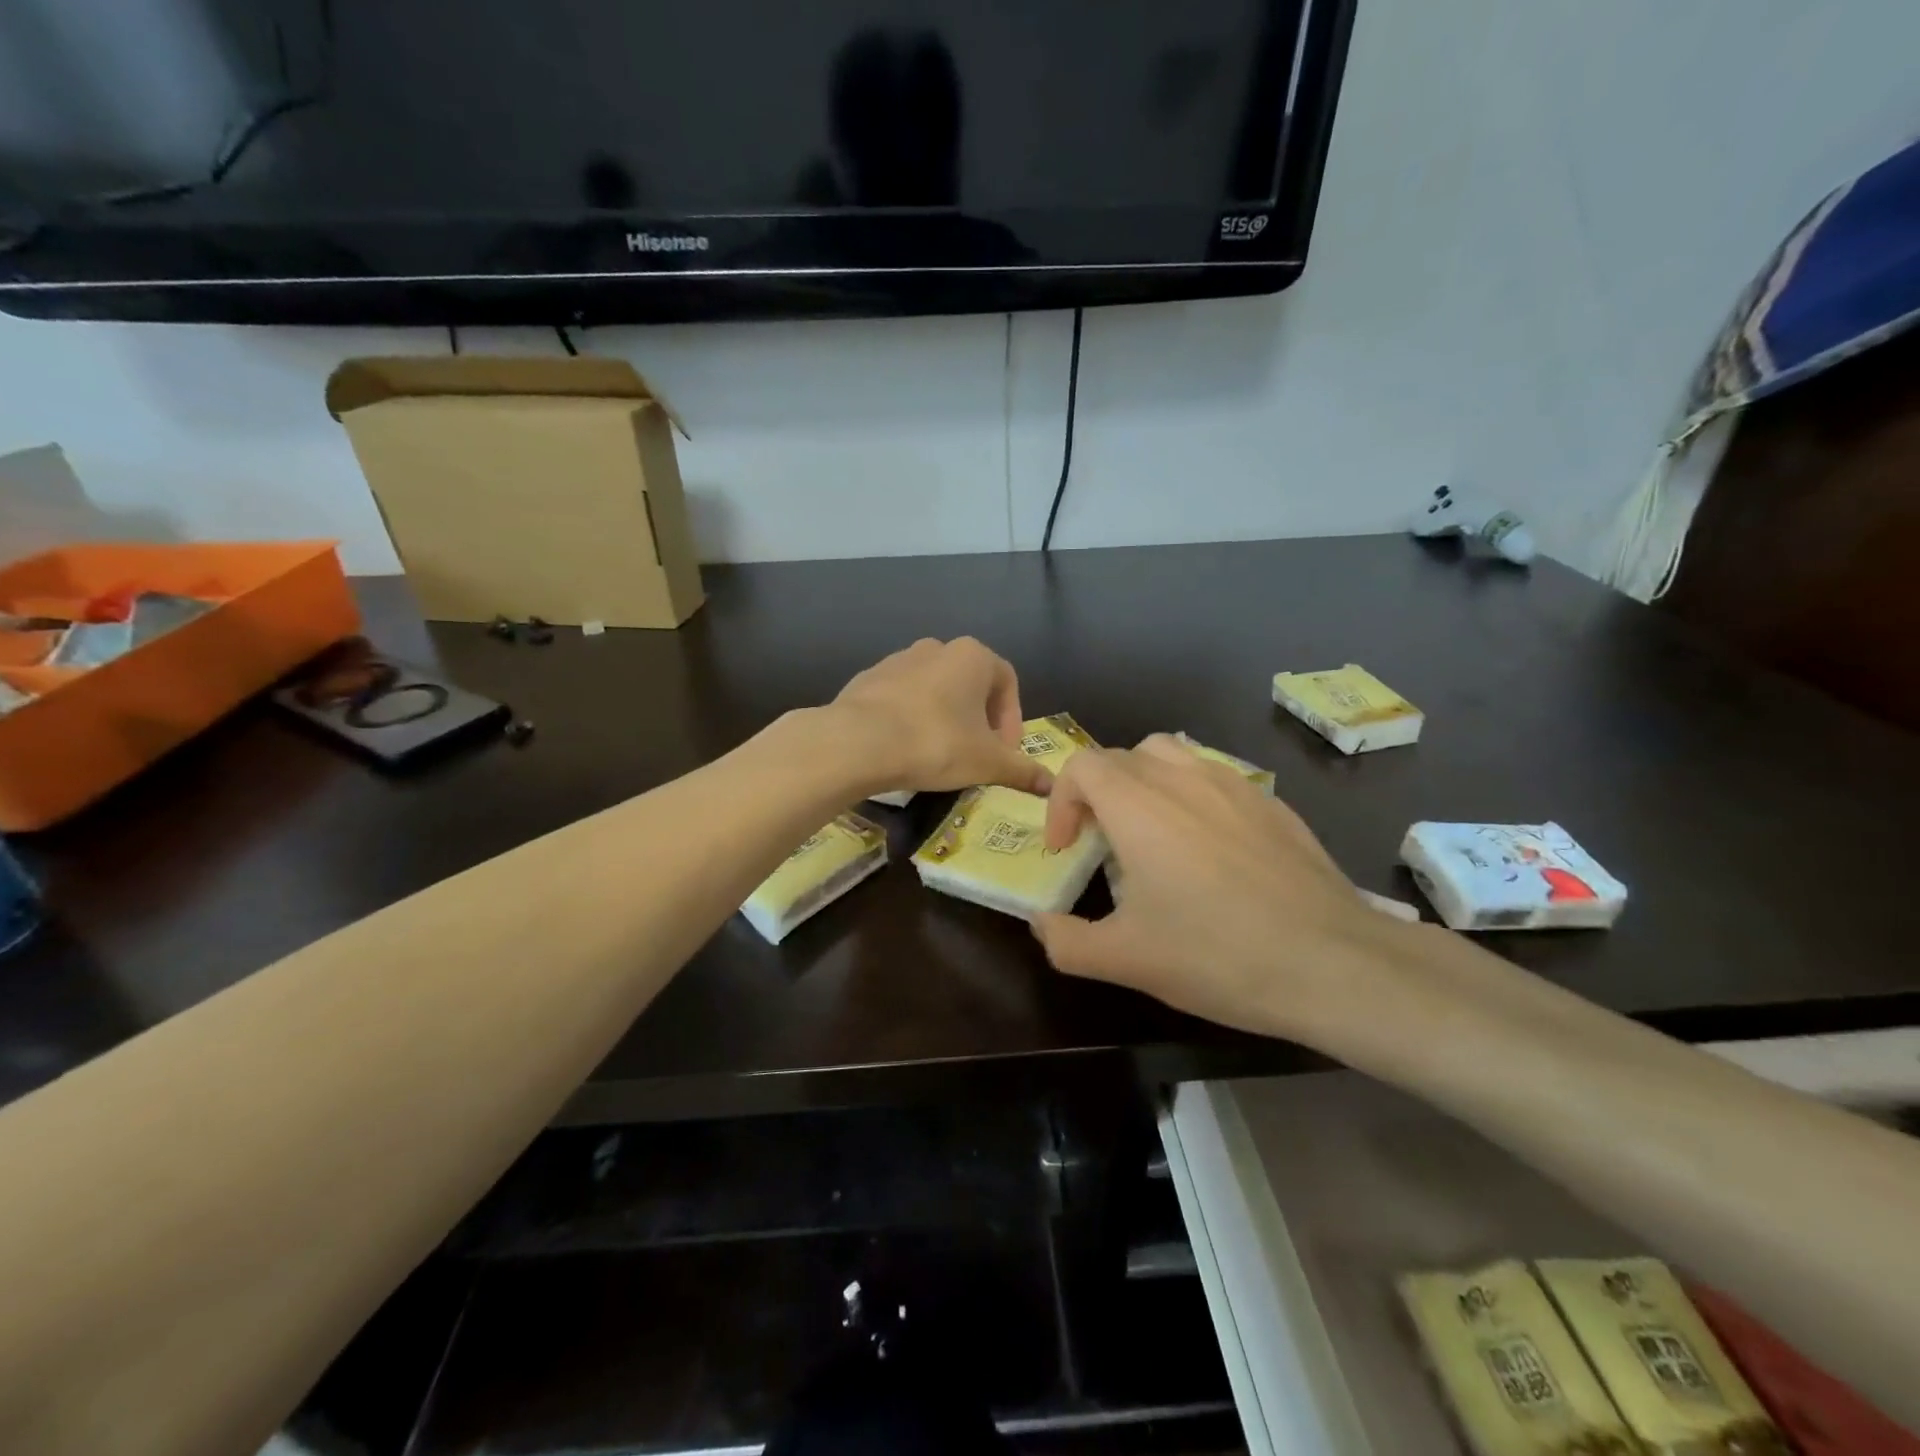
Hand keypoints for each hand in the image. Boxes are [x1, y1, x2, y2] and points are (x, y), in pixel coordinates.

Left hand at [830, 638, 1051, 796]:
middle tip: (977, 754)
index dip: (1012, 719)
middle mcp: (937, 648)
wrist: (858, 742)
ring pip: (934, 689)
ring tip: (940, 754)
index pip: (1007, 681)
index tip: (1005, 752)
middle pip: (970, 683)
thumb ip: (1022, 770)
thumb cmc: (936, 744)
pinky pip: (901, 698)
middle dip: (979, 719)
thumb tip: (1051, 784)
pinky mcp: (868, 678)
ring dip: (945, 717)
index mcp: (972, 656)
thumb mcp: (988, 762)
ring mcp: (898, 660)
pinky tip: (905, 748)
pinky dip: (911, 718)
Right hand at [1032, 736, 1421, 1040]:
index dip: (1061, 801)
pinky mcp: (1271, 801)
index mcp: (1138, 805)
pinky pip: (1214, 776)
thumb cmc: (1217, 955)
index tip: (1067, 849)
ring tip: (1149, 833)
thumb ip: (1066, 941)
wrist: (1333, 963)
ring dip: (1143, 783)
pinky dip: (1190, 795)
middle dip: (1097, 794)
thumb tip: (1040, 924)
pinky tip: (1209, 849)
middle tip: (1102, 847)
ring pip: (1170, 756)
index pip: (1081, 765)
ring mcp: (1233, 784)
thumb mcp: (1126, 960)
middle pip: (1121, 757)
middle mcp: (1182, 779)